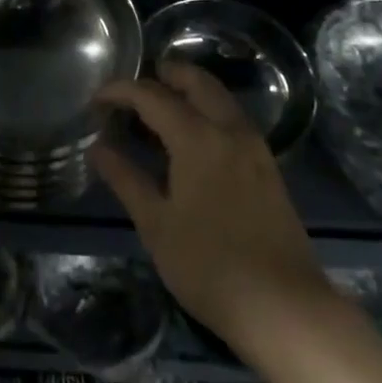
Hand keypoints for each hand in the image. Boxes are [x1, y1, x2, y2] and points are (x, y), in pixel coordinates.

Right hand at [90, 62, 330, 348]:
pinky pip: (232, 119)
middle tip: (132, 88)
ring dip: (188, 91)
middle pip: (196, 81)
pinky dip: (207, 110)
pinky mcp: (267, 167)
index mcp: (197, 137)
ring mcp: (254, 147)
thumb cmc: (209, 266)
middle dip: (163, 74)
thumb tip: (98, 148)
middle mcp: (229, 129)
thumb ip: (126, 179)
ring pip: (219, 97)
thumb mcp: (156, 224)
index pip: (151, 95)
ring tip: (157, 109)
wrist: (284, 307)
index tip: (96, 100)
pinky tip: (190, 139)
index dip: (120, 91)